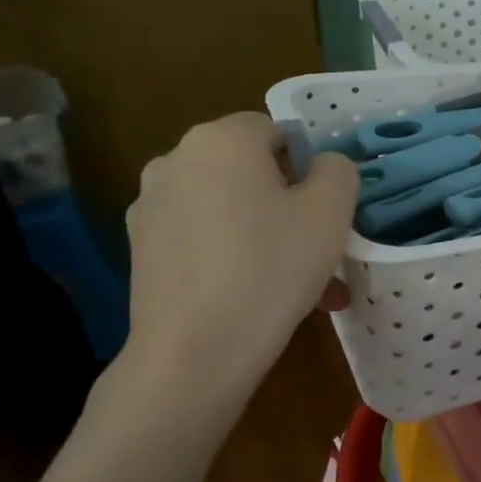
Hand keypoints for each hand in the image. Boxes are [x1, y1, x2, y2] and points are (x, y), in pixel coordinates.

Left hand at [122, 114, 358, 428]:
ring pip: (230, 208)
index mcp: (220, 139)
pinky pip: (205, 238)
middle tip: (321, 246)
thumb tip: (323, 166)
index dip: (309, 164)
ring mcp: (150, 207)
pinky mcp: (142, 250)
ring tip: (303, 285)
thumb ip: (337, 170)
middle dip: (289, 203)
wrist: (196, 351)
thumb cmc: (272, 267)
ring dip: (268, 234)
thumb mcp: (331, 210)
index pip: (276, 130)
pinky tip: (261, 297)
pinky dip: (235, 256)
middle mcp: (175, 161)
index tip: (326, 206)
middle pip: (250, 170)